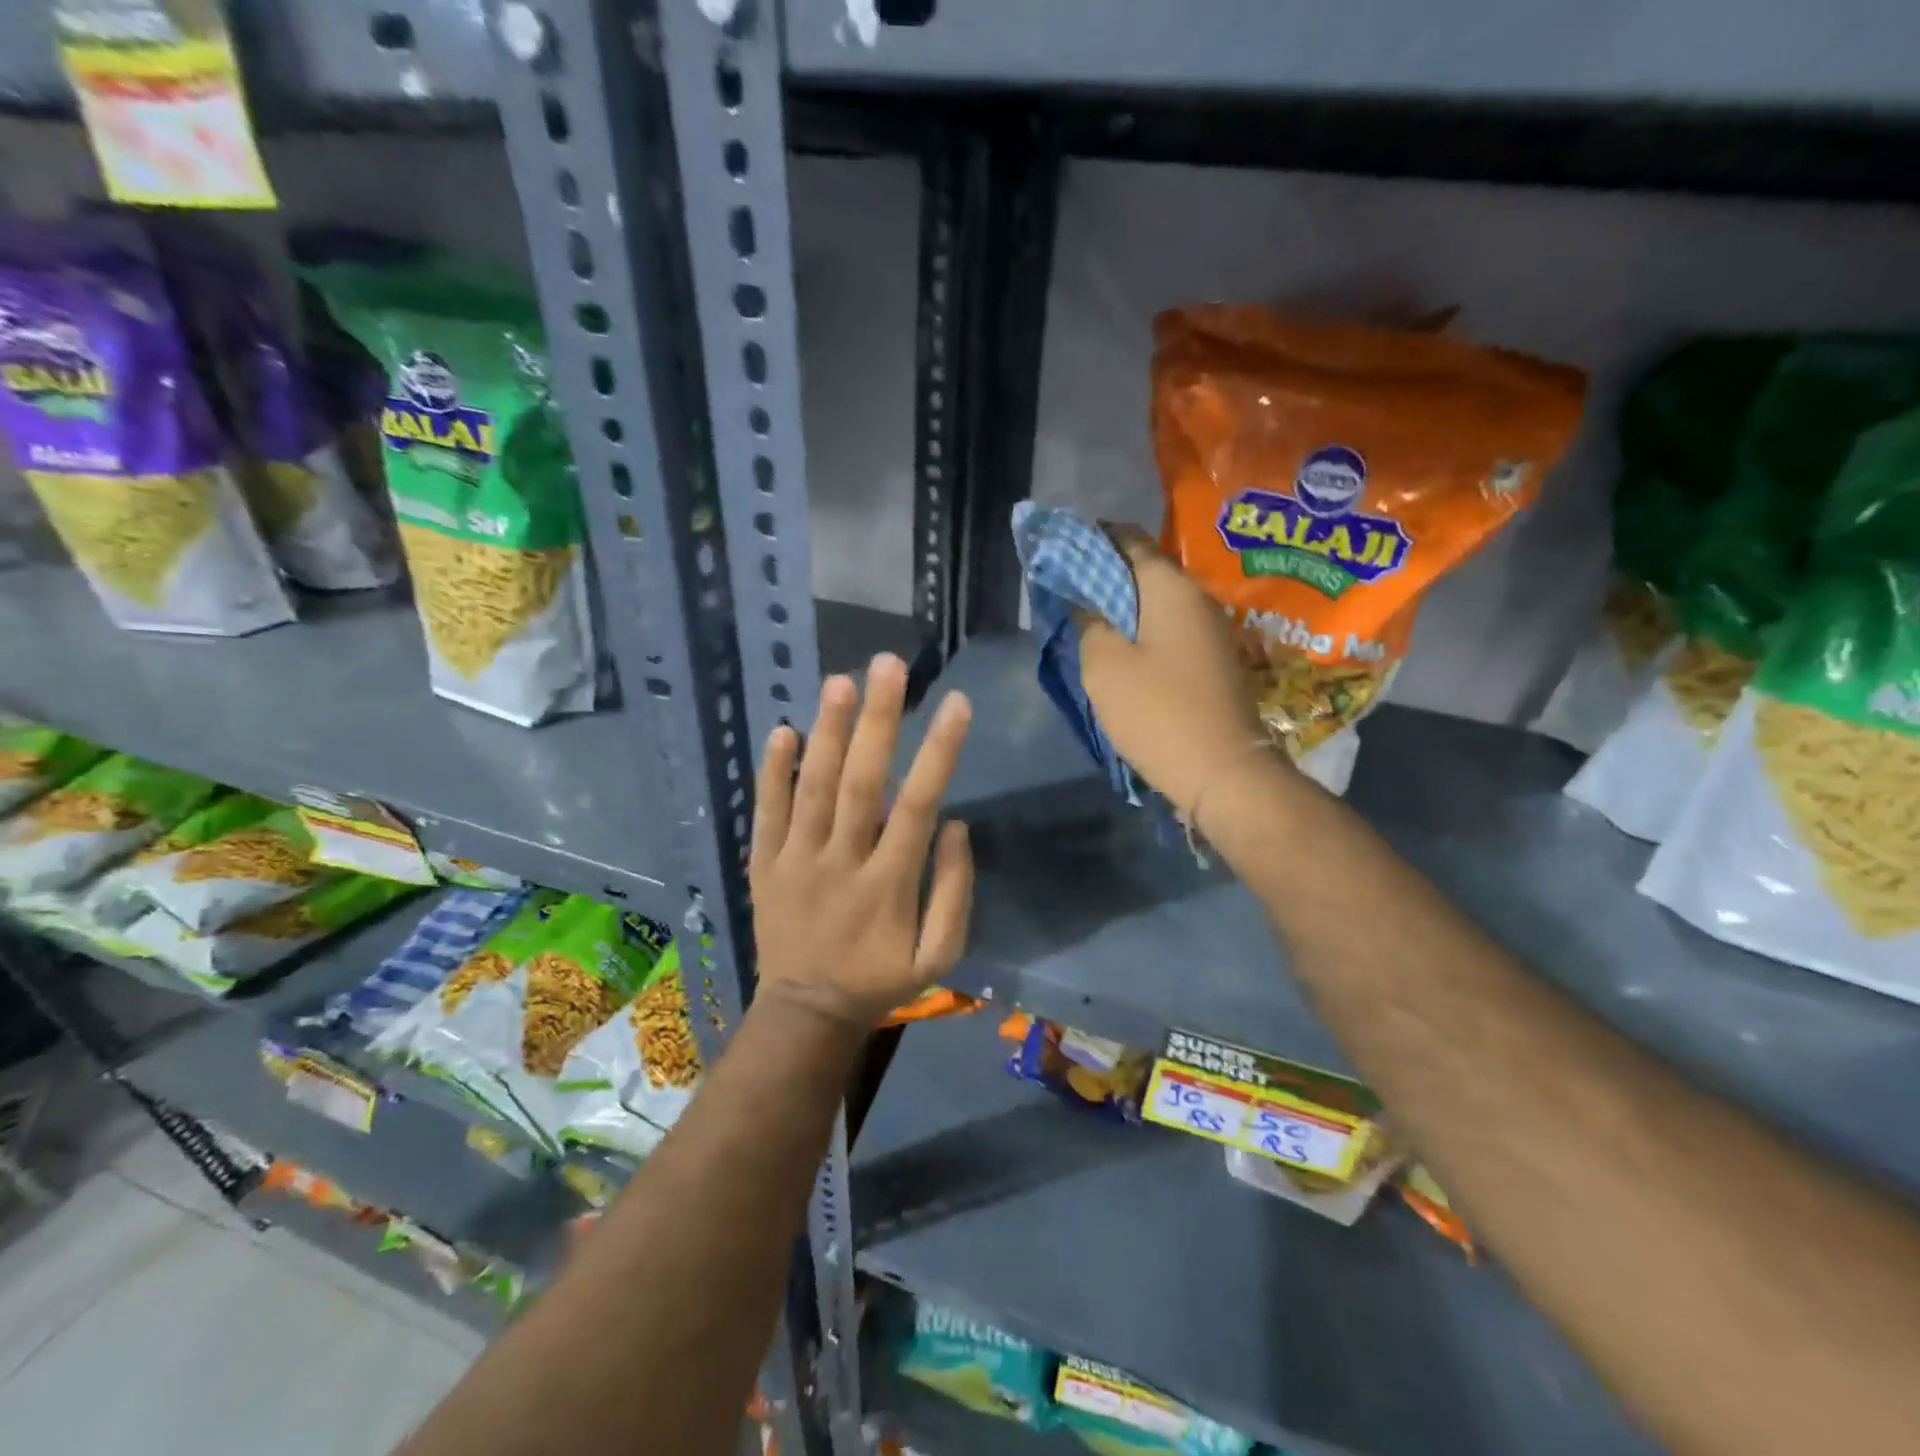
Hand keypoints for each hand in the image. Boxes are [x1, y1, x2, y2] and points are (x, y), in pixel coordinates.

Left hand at [750, 653, 974, 1027]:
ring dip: (827, 732)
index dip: (939, 752)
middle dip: (878, 720)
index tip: (957, 703)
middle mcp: (841, 862)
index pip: (918, 804)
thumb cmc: (880, 979)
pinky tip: (782, 730)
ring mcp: (796, 861)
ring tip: (841, 682)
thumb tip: (955, 825)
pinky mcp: (764, 865)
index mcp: (889, 884)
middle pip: (860, 782)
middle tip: (888, 665)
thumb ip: (954, 891)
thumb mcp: (939, 955)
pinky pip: (766, 813)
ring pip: (812, 788)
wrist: (806, 1012)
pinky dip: (771, 772)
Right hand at [1077, 524, 1276, 820]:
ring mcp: (1211, 630)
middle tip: (1069, 591)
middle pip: (1146, 571)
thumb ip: (1090, 623)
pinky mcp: (1215, 660)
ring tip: (1089, 620)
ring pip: (1158, 603)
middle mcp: (1197, 598)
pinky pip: (1171, 630)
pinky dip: (1144, 631)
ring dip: (1125, 606)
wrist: (1223, 770)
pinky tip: (1122, 649)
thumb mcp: (1105, 665)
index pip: (1128, 540)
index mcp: (1170, 587)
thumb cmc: (1158, 711)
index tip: (1063, 551)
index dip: (1093, 540)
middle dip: (1107, 575)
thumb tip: (1088, 605)